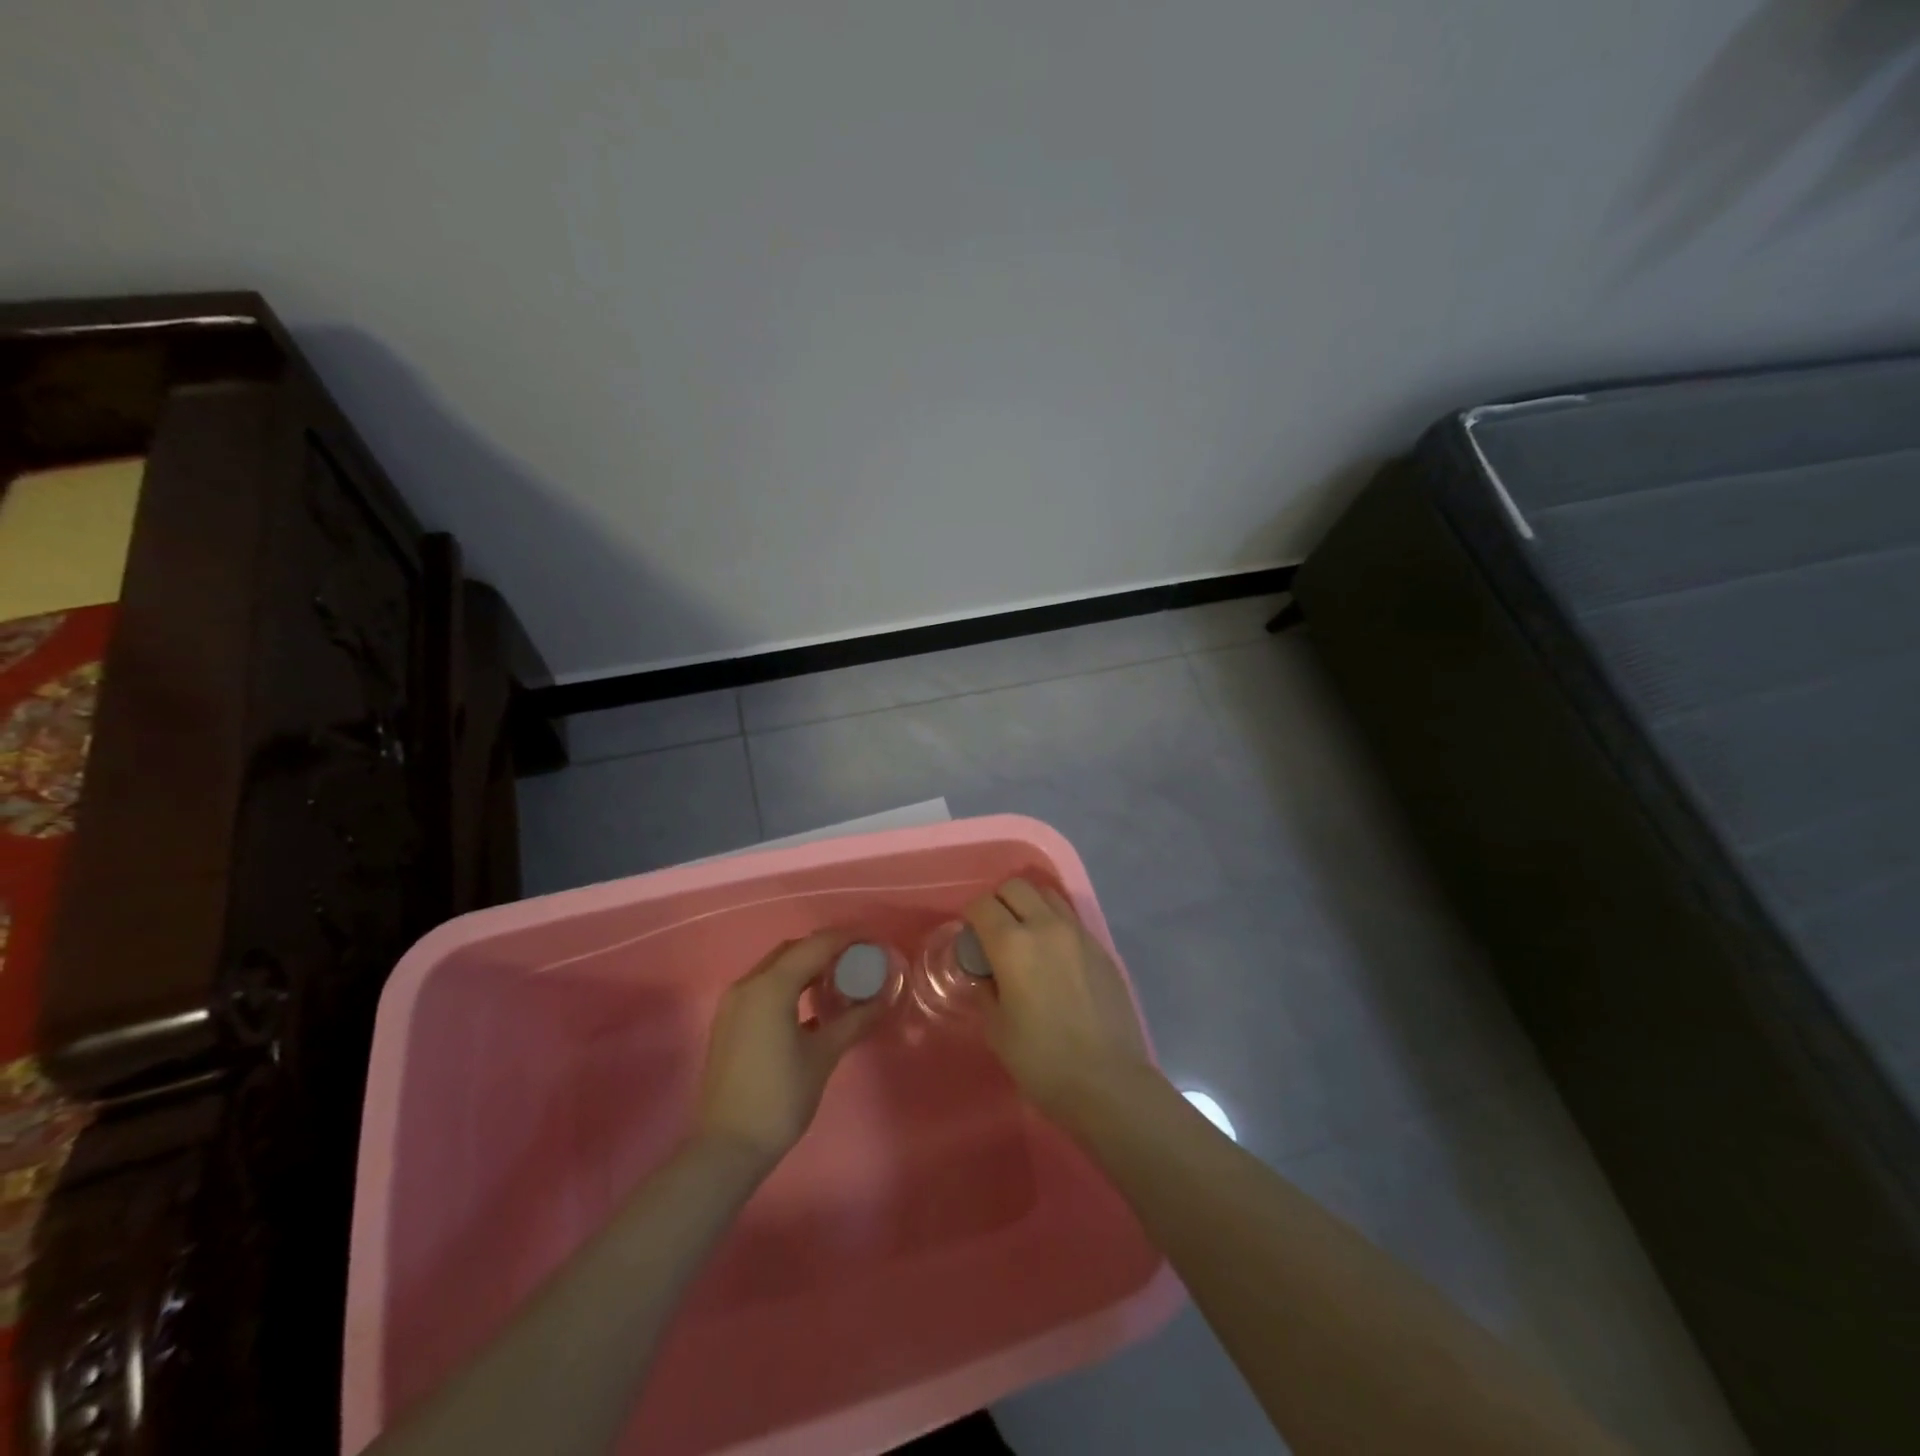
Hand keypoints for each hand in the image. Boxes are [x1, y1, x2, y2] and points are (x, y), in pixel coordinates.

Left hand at [693, 932, 880, 1168]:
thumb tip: (882, 1000)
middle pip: (793, 951)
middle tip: (858, 961)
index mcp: (771, 986)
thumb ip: (854, 1020)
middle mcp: (748, 984)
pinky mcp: (729, 1021)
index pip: (816, 945)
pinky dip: (789, 985)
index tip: (873, 942)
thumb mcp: (824, 1055)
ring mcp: (734, 1003)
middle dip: (826, 949)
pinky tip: (811, 1005)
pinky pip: (764, 987)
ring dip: (806, 966)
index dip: (847, 938)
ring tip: (839, 980)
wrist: (728, 1146)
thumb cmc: (780, 1097)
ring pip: (776, 968)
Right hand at [964, 877, 1154, 1121]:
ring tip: (1026, 936)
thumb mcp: (997, 1029)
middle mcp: (1046, 926)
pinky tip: (1054, 957)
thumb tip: (986, 974)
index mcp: (1012, 944)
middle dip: (999, 901)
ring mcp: (1079, 933)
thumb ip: (986, 990)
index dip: (971, 916)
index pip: (983, 905)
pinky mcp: (1101, 947)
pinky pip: (1071, 919)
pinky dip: (1054, 924)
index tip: (970, 936)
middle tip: (994, 931)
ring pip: (1048, 895)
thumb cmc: (1042, 1060)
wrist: (1108, 1081)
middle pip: (1016, 887)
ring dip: (1030, 905)